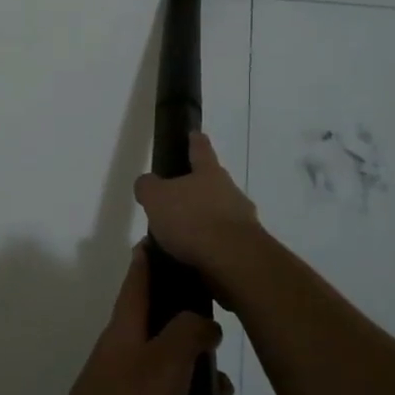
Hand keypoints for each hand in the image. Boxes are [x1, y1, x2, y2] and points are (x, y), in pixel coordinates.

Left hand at [31, 246, 258, 394]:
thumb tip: (203, 320)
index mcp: (126, 331)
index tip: (172, 235)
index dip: (153, 256)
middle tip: (229, 347)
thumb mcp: (162, 366)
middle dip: (201, 340)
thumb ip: (187, 333)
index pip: (138, 279)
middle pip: (166, 331)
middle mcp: (125, 358)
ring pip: (179, 384)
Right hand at [132, 133, 261, 279]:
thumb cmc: (192, 220)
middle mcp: (230, 191)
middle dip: (196, 189)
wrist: (233, 260)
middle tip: (175, 200)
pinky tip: (192, 257)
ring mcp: (242, 219)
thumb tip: (147, 183)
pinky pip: (222, 241)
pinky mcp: (246, 247)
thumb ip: (148, 187)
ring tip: (179, 238)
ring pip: (218, 213)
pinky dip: (208, 246)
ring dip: (202, 221)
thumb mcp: (156, 199)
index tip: (194, 134)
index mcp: (209, 173)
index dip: (195, 141)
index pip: (200, 149)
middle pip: (212, 183)